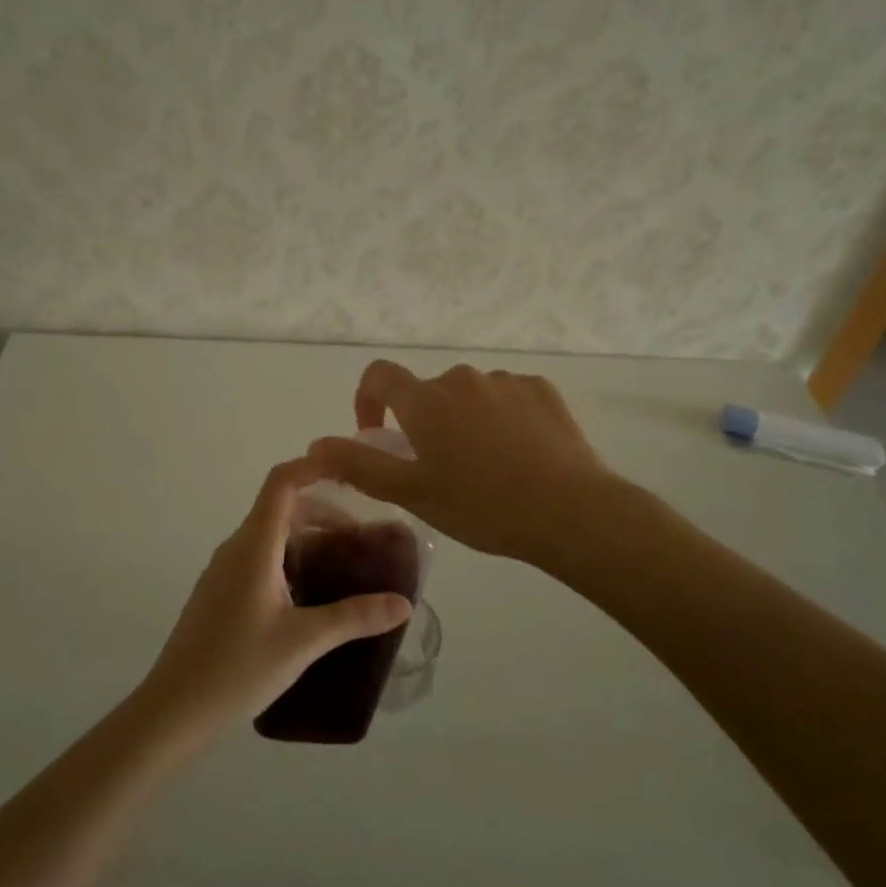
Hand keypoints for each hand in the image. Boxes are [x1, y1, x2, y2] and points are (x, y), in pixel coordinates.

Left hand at [138, 458, 413, 737]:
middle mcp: (236, 548)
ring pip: (270, 535)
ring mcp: (223, 571)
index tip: (350, 472)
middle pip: (280, 508)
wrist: (174, 709)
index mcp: (254, 546)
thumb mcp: (304, 641)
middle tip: (361, 539)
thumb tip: (403, 603)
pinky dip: (289, 560)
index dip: (313, 468)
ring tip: (343, 568)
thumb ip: (354, 617)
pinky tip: (310, 597)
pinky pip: (259, 559)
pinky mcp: (219, 594)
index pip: (282, 483)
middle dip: (323, 513)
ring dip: (307, 539)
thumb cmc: (238, 667)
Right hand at [308, 360, 622, 567]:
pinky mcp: (542, 392)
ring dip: (464, 421)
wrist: (570, 511)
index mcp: (426, 400)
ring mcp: (506, 382)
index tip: (377, 434)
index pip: (379, 375)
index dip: (368, 399)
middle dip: (423, 422)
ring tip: (484, 468)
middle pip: (428, 392)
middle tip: (438, 469)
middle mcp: (462, 379)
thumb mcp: (411, 493)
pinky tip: (519, 456)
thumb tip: (315, 445)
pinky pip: (508, 398)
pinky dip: (502, 419)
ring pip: (469, 396)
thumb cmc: (481, 505)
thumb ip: (358, 465)